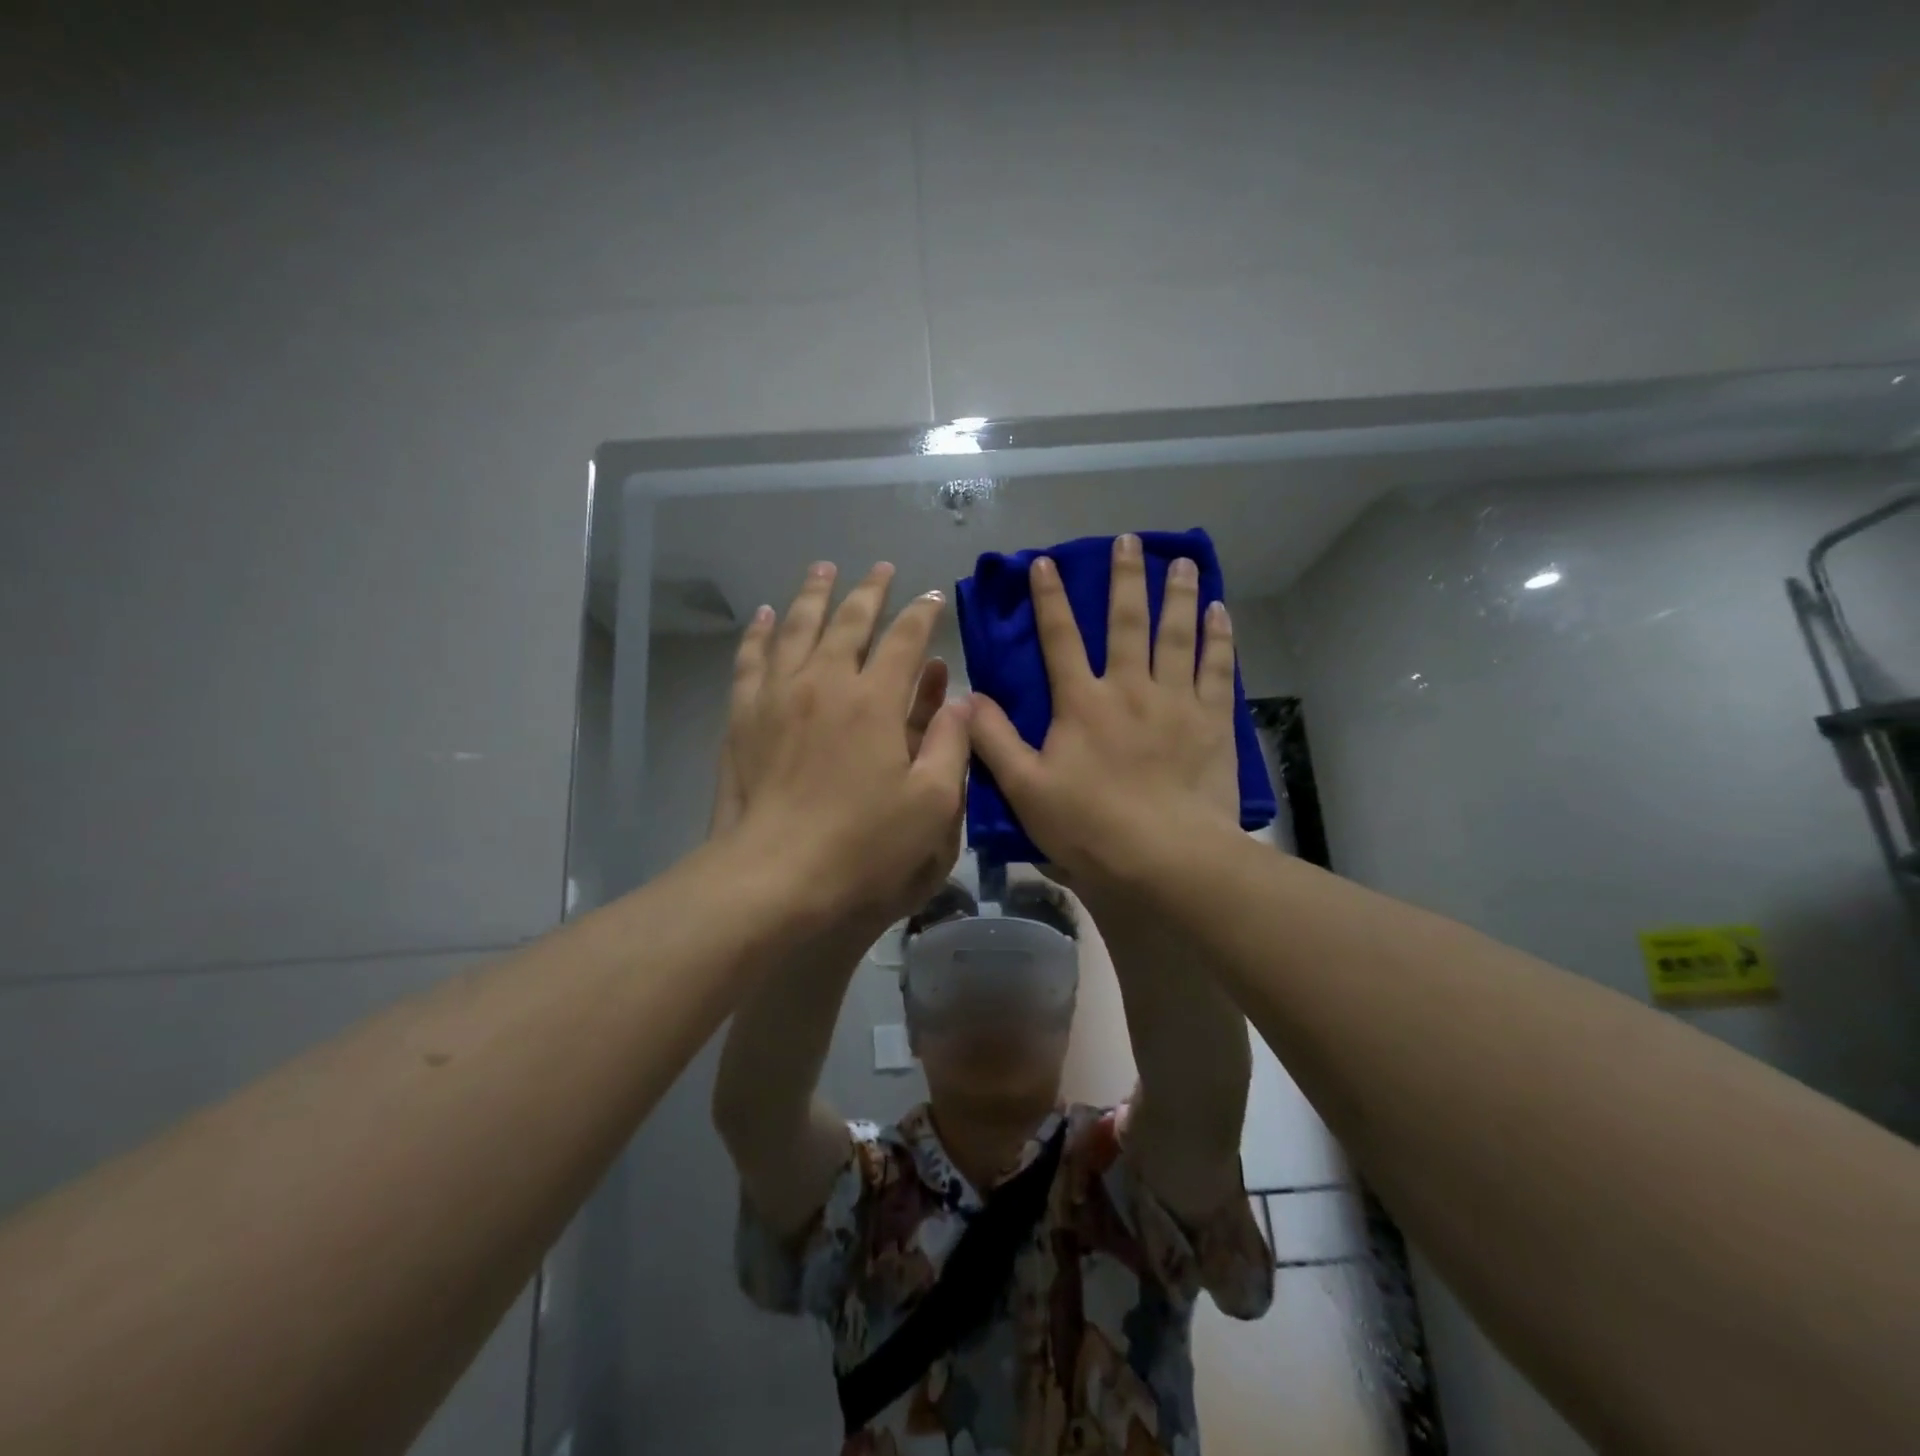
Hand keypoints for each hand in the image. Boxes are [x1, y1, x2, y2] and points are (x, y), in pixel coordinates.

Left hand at [722, 561, 970, 928]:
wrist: (775, 880)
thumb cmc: (865, 848)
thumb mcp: (933, 804)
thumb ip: (950, 744)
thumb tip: (959, 699)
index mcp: (875, 702)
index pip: (905, 640)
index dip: (922, 615)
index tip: (933, 598)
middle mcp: (824, 684)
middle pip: (848, 622)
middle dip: (869, 591)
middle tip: (881, 568)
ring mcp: (777, 697)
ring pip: (795, 628)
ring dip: (813, 595)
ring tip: (823, 569)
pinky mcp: (743, 719)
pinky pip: (750, 660)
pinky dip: (759, 633)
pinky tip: (763, 616)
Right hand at [969, 534, 1239, 892]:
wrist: (1168, 858)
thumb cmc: (1091, 827)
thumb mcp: (1025, 789)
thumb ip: (993, 741)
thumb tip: (966, 698)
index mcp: (1082, 702)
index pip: (1060, 638)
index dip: (1050, 599)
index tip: (1046, 563)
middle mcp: (1129, 688)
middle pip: (1126, 621)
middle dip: (1126, 578)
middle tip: (1131, 540)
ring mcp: (1176, 700)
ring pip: (1177, 634)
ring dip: (1178, 595)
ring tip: (1184, 561)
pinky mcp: (1212, 721)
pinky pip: (1217, 668)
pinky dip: (1220, 637)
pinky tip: (1222, 612)